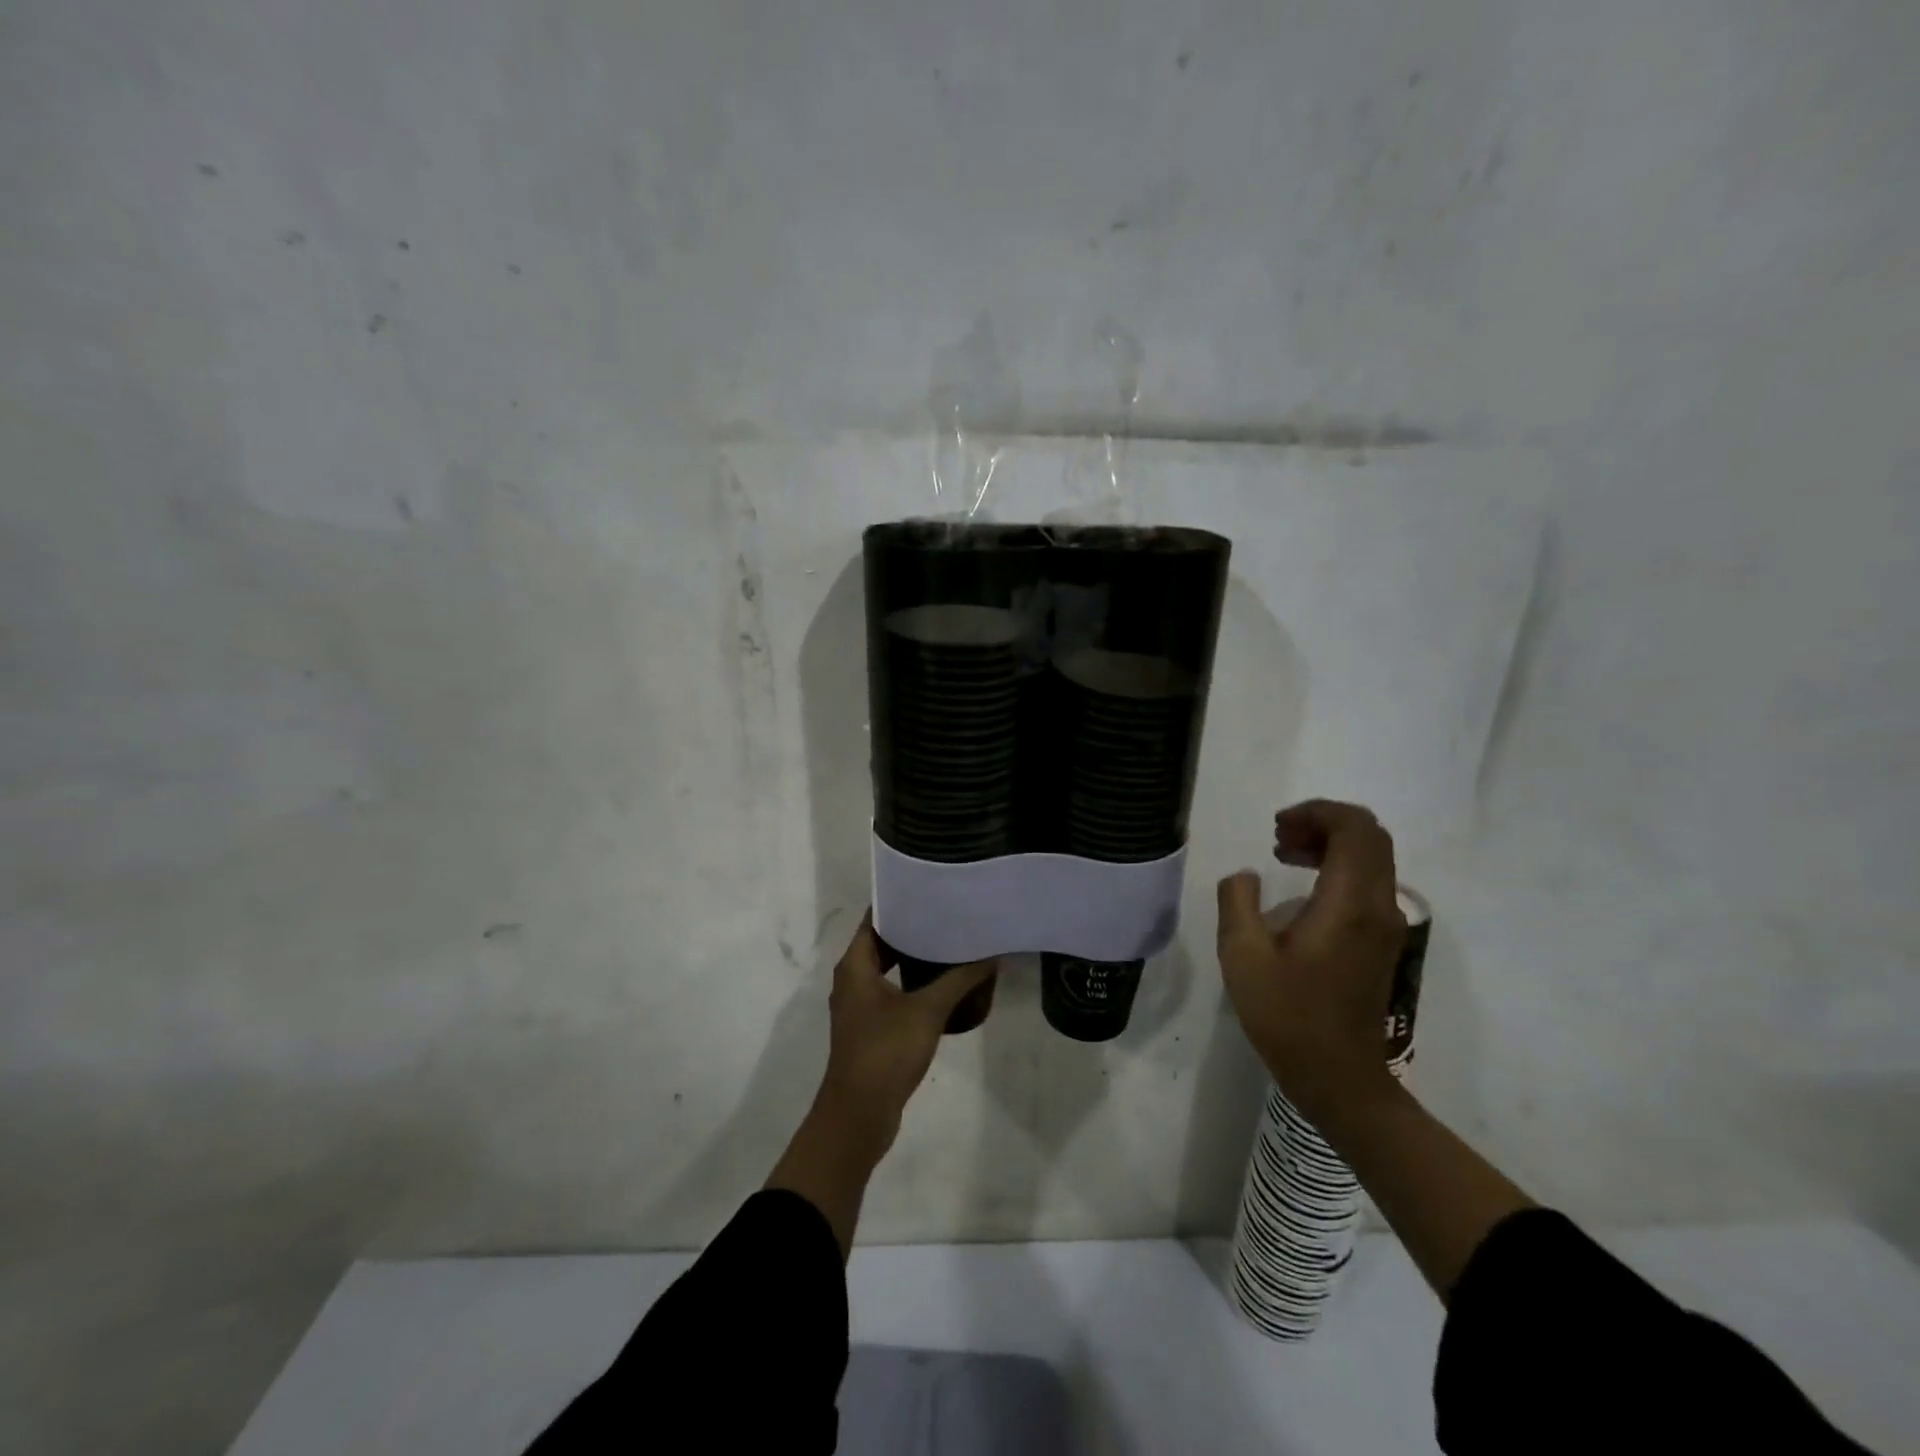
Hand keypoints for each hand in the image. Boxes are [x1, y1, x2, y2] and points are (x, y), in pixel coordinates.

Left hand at [815, 916, 995, 1158]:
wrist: (859, 1115)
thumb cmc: (886, 1051)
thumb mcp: (928, 1010)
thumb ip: (959, 979)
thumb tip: (991, 954)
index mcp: (855, 965)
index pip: (875, 919)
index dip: (900, 903)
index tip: (930, 890)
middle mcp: (852, 979)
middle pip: (883, 942)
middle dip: (914, 930)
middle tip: (949, 915)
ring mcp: (860, 1006)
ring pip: (888, 970)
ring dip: (916, 959)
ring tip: (952, 944)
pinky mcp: (870, 1028)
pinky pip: (893, 993)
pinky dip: (914, 985)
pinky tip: (946, 986)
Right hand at [1216, 800, 1405, 1118]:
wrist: (1339, 1077)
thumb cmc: (1287, 1016)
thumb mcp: (1242, 956)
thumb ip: (1237, 902)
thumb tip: (1245, 876)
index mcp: (1349, 904)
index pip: (1355, 829)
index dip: (1317, 813)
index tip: (1277, 827)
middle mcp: (1379, 906)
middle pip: (1370, 837)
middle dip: (1323, 823)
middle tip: (1278, 838)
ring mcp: (1386, 925)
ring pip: (1372, 858)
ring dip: (1331, 843)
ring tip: (1284, 854)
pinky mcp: (1382, 941)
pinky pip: (1369, 881)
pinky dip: (1338, 867)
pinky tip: (1303, 886)